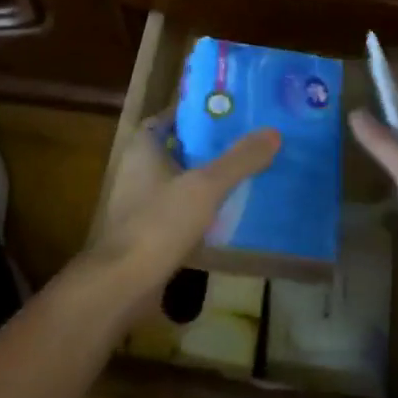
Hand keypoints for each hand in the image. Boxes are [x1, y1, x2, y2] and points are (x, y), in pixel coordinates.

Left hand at [86, 111, 279, 304]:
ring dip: (205, 179)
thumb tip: (273, 132)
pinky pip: (178, 211)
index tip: (227, 113)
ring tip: (244, 173)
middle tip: (245, 141)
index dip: (195, 113)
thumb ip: (239, 160)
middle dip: (207, 146)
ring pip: (179, 181)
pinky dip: (200, 209)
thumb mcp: (205, 186)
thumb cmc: (159, 223)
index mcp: (143, 149)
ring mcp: (140, 203)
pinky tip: (228, 213)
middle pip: (177, 148)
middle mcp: (137, 170)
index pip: (168, 118)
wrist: (124, 283)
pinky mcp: (147, 232)